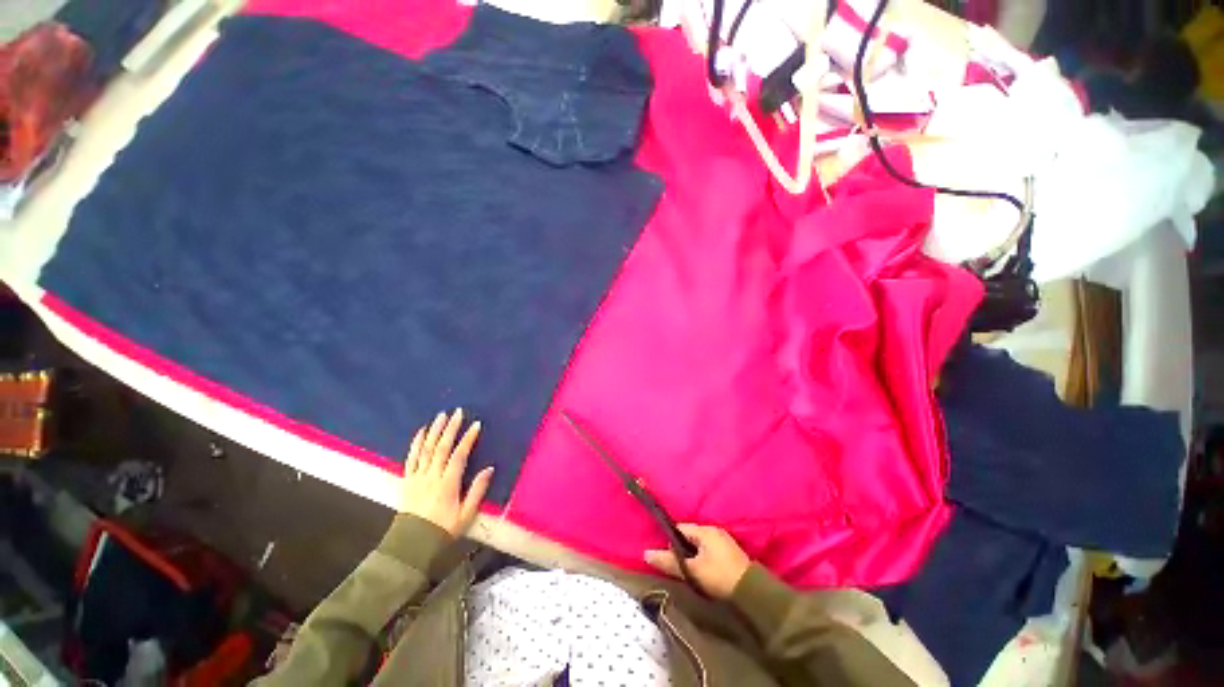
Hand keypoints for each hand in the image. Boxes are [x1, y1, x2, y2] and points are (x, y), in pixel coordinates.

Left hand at [398, 408, 492, 537]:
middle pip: (441, 448)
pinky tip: (421, 432)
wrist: (412, 545)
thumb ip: (477, 491)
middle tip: (457, 412)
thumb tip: (489, 469)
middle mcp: (431, 477)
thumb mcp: (466, 515)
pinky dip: (416, 444)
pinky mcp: (407, 480)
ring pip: (426, 449)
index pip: (459, 456)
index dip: (468, 439)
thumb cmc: (443, 529)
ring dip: (434, 431)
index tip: (476, 424)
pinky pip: (411, 458)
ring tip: (440, 416)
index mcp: (447, 484)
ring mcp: (417, 477)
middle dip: (450, 428)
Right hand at [644, 524, 750, 598]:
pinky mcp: (729, 552)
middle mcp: (714, 530)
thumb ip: (669, 562)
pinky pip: (709, 550)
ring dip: (692, 554)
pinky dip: (702, 558)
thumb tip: (645, 554)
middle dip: (681, 549)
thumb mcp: (692, 570)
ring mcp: (723, 541)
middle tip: (679, 567)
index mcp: (705, 530)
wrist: (752, 593)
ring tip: (689, 571)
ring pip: (699, 544)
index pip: (680, 528)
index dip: (671, 541)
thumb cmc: (719, 576)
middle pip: (689, 535)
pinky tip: (702, 571)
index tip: (667, 557)